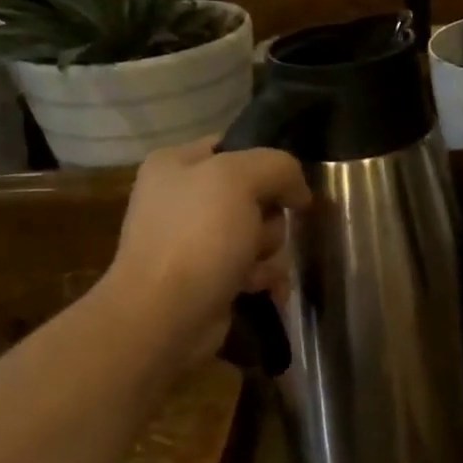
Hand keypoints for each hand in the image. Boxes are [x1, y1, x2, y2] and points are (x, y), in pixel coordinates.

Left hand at [102, 138, 310, 371]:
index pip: (236, 147)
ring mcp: (195, 241)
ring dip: (268, 252)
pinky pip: (253, 267)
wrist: (165, 315)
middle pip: (256, 195)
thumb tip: (297, 192)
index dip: (268, 166)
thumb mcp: (239, 179)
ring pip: (260, 234)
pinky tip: (258, 288)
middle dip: (269, 219)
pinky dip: (262, 277)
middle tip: (257, 234)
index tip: (289, 188)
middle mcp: (183, 199)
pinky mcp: (209, 278)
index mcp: (176, 164)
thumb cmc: (197, 237)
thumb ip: (278, 167)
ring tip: (252, 269)